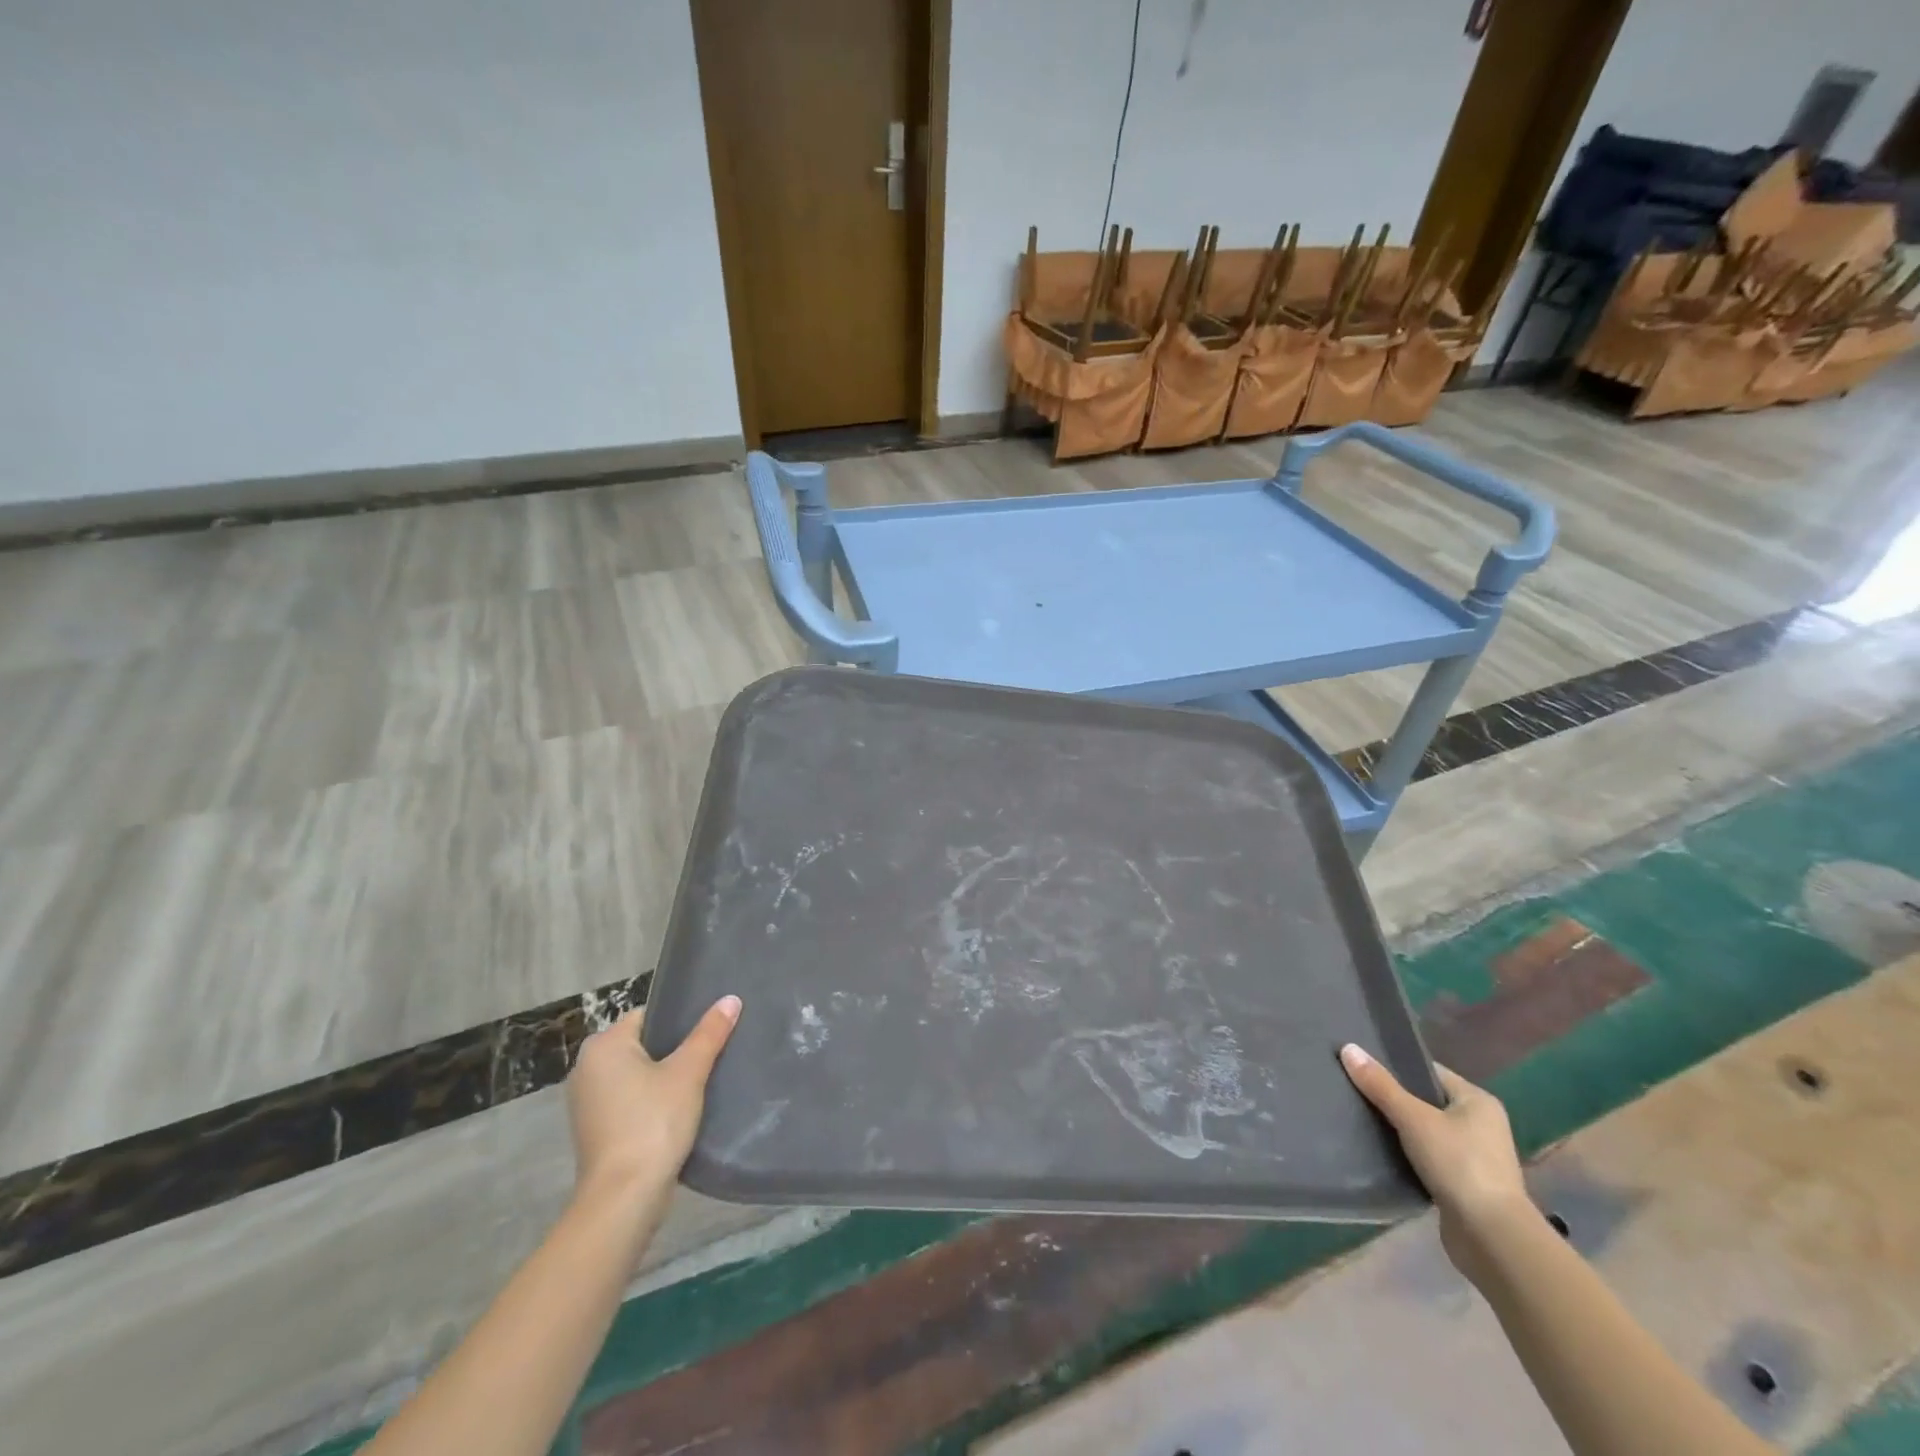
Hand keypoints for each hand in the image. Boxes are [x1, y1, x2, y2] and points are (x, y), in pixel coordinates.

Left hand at [566, 996, 740, 1207]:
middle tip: (711, 1054)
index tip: (709, 1031)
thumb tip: (731, 999)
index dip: (681, 1020)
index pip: (648, 1015)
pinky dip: (651, 1101)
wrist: (623, 1199)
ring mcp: (587, 1102)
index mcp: (603, 1046)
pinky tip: (680, 1110)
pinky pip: (630, 1100)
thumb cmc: (653, 1123)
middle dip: (674, 1049)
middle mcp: (587, 1068)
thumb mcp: (688, 1073)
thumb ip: (709, 1033)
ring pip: (637, 1074)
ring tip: (701, 1080)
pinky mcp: (595, 1129)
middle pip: (643, 1044)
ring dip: (663, 1078)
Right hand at [1340, 1044, 1531, 1277]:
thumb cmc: (1459, 1165)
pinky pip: (1427, 1158)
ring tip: (1359, 1118)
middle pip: (1426, 1101)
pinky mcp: (1464, 1186)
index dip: (1396, 1067)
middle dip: (1393, 1099)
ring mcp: (1475, 1158)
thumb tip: (1348, 1047)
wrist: (1492, 1238)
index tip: (1361, 1066)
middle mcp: (1481, 1125)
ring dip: (1399, 1130)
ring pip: (1425, 1132)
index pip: (1429, 1072)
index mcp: (1478, 1101)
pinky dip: (1406, 1155)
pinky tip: (1379, 1152)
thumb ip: (1380, 1085)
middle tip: (1354, 1090)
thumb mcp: (1413, 1118)